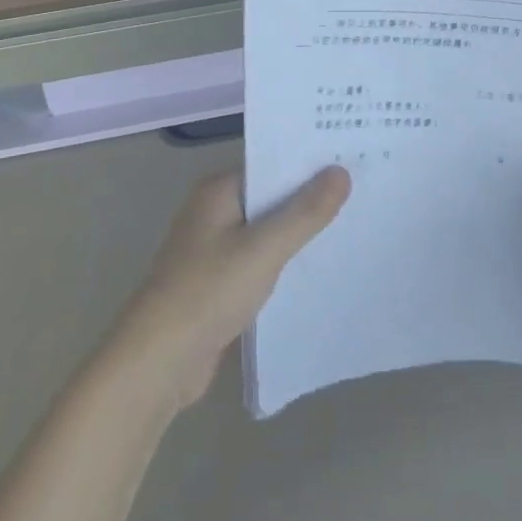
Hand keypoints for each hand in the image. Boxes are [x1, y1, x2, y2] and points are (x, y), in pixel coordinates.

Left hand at [113, 167, 348, 410]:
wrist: (158, 362)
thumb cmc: (208, 291)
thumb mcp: (264, 248)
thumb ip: (305, 212)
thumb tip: (341, 171)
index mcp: (218, 191)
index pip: (271, 164)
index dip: (309, 163)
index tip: (352, 158)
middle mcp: (214, 213)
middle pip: (271, 197)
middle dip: (310, 198)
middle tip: (363, 191)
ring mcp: (214, 250)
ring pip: (267, 232)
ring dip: (299, 233)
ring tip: (353, 225)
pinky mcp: (219, 285)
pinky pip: (261, 263)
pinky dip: (285, 264)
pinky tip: (320, 269)